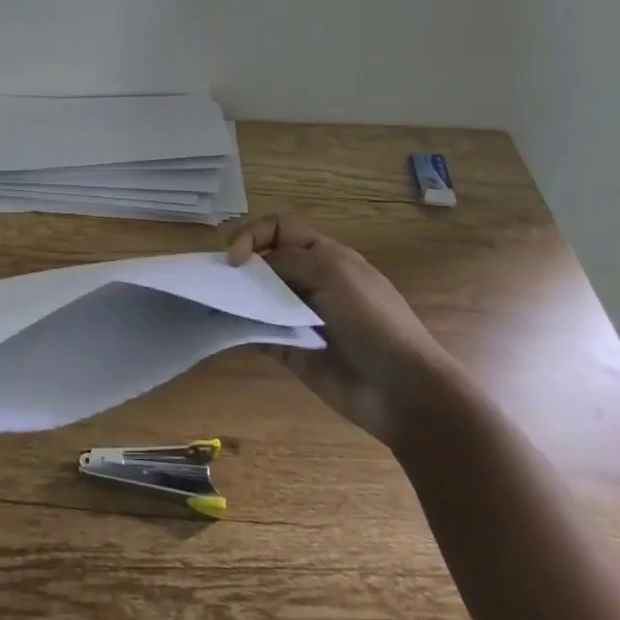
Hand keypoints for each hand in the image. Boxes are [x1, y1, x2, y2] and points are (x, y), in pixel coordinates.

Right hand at [229, 215, 460, 446]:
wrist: (403, 390)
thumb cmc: (372, 320)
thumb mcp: (332, 272)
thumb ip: (288, 260)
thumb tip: (252, 265)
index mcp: (326, 256)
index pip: (280, 229)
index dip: (254, 235)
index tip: (235, 259)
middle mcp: (311, 281)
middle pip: (266, 262)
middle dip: (241, 267)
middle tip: (220, 281)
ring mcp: (301, 317)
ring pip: (259, 298)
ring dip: (238, 298)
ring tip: (216, 304)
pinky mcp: (293, 351)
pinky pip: (260, 334)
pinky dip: (243, 330)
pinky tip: (229, 331)